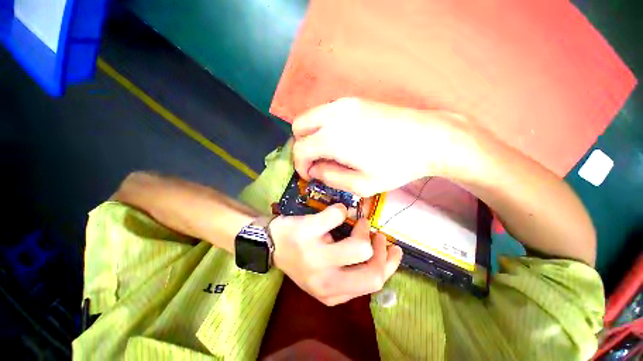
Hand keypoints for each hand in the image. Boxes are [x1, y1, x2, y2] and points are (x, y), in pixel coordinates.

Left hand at [270, 203, 402, 305]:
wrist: (272, 244)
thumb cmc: (302, 257)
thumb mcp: (328, 273)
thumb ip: (352, 271)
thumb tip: (382, 253)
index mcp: (333, 293)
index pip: (373, 284)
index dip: (388, 264)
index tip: (393, 248)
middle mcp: (324, 282)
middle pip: (371, 270)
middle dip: (378, 247)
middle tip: (371, 231)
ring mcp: (314, 257)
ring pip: (358, 245)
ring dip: (361, 226)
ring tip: (354, 221)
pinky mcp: (306, 233)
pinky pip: (337, 215)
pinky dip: (340, 210)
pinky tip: (335, 212)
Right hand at [292, 98, 474, 196]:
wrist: (429, 138)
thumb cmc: (396, 166)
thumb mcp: (362, 185)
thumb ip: (331, 178)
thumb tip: (314, 170)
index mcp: (333, 138)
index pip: (300, 149)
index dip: (300, 165)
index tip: (310, 175)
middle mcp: (333, 115)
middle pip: (299, 126)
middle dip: (302, 146)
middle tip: (316, 161)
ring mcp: (344, 103)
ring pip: (311, 116)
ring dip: (312, 135)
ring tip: (327, 151)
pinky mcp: (354, 100)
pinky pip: (326, 112)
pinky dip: (323, 125)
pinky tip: (340, 138)